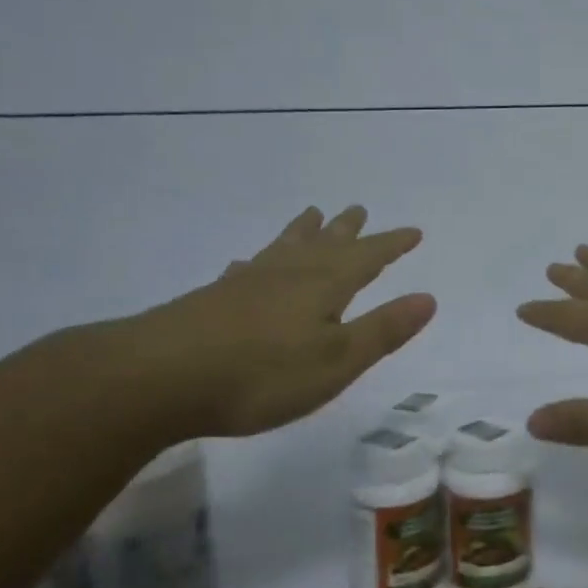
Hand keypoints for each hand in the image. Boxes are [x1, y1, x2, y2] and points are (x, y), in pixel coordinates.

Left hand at [119, 204, 434, 437]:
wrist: (158, 378)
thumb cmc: (262, 374)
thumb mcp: (337, 360)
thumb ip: (383, 329)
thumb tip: (428, 297)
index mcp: (324, 285)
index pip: (368, 257)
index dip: (392, 244)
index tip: (413, 231)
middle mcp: (288, 274)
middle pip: (325, 244)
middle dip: (347, 230)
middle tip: (358, 208)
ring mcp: (247, 283)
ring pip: (284, 247)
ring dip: (303, 232)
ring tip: (311, 214)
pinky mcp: (213, 299)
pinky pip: (245, 268)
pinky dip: (256, 260)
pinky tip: (245, 263)